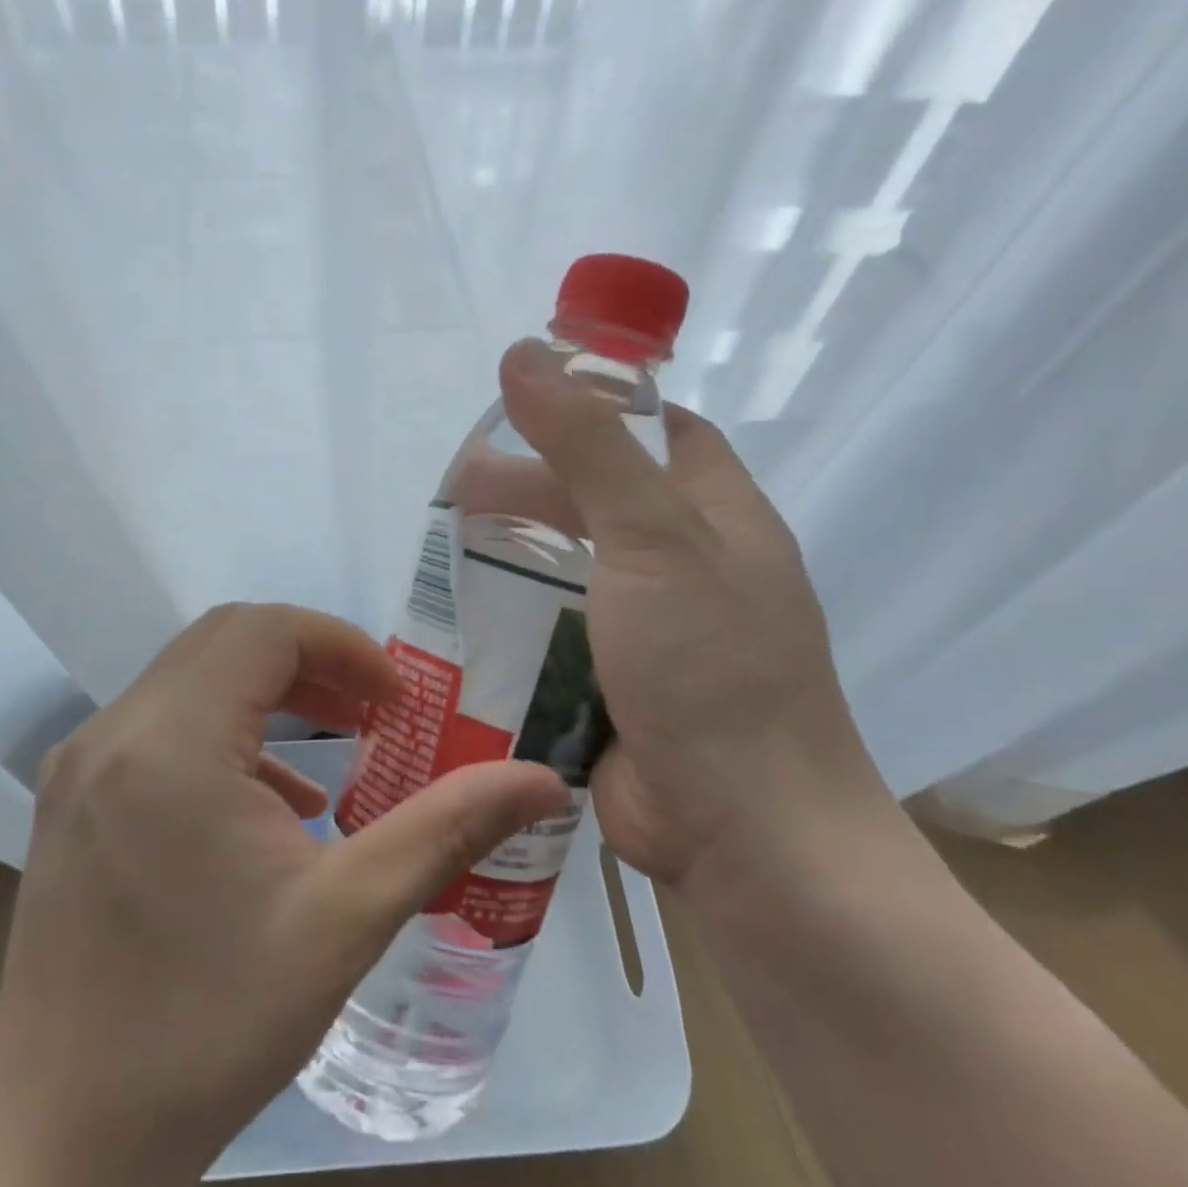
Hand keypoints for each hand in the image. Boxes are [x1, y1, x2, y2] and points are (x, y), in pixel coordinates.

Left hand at [0, 604, 567, 1186]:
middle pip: (225, 640)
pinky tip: (269, 802)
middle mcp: (114, 731)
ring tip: (336, 744)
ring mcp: (80, 761)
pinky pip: (159, 723)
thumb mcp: (347, 920)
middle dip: (310, 659)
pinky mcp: (69, 794)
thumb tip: (544, 781)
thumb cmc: (214, 1024)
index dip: (341, 646)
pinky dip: (224, 730)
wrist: (67, 1135)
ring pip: (190, 676)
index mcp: (173, 743)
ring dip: (268, 690)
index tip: (396, 700)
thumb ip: (447, 830)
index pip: (264, 631)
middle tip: (374, 709)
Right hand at [494, 340, 897, 896]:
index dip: (601, 408)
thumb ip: (587, 445)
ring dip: (513, 557)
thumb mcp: (652, 537)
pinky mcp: (612, 685)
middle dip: (532, 489)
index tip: (528, 404)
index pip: (662, 433)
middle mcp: (686, 567)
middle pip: (599, 502)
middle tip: (459, 489)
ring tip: (444, 552)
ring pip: (570, 571)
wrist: (743, 834)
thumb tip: (524, 352)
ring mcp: (649, 631)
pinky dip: (514, 620)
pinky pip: (555, 633)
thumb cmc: (710, 666)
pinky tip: (461, 617)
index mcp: (716, 517)